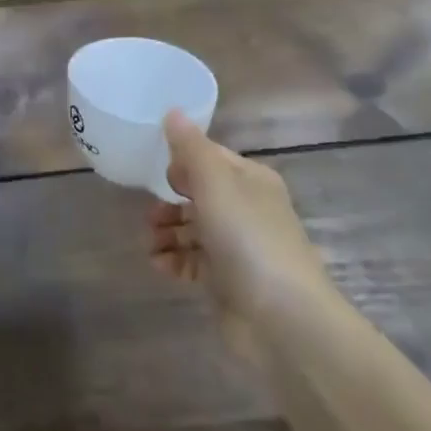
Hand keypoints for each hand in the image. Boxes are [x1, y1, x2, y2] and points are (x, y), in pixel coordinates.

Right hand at [147, 110, 327, 362]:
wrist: (282, 319)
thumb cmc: (248, 239)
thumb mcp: (215, 183)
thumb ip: (190, 148)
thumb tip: (173, 111)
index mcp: (250, 180)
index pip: (211, 158)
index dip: (182, 162)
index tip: (156, 171)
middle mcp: (247, 209)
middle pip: (199, 195)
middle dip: (169, 202)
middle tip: (148, 214)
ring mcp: (239, 247)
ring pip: (194, 230)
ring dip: (167, 233)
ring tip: (150, 244)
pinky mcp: (229, 282)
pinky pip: (194, 262)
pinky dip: (175, 261)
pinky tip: (159, 265)